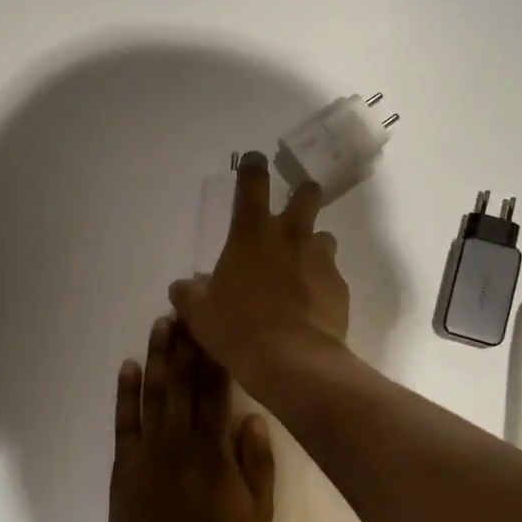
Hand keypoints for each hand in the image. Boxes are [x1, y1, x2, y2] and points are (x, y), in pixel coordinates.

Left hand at [107, 315, 274, 521]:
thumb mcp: (258, 513)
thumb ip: (257, 464)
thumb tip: (252, 417)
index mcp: (214, 451)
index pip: (216, 391)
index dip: (216, 356)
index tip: (217, 326)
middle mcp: (180, 442)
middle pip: (183, 383)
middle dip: (186, 344)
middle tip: (187, 309)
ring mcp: (148, 452)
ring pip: (153, 394)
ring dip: (157, 357)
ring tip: (161, 324)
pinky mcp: (124, 466)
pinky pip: (124, 423)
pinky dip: (124, 393)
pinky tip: (127, 367)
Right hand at [169, 151, 349, 389]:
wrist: (292, 361)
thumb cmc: (238, 329)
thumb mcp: (200, 314)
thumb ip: (190, 294)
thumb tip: (182, 286)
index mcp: (251, 234)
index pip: (253, 183)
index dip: (253, 167)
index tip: (255, 160)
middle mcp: (290, 237)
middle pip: (306, 195)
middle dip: (303, 194)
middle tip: (296, 206)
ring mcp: (320, 259)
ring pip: (324, 236)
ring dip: (314, 245)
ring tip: (303, 267)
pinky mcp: (340, 286)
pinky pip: (333, 275)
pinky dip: (323, 282)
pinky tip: (313, 304)